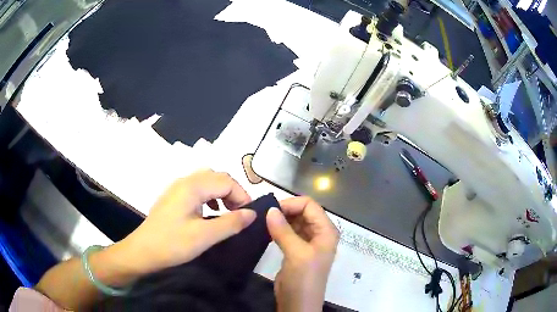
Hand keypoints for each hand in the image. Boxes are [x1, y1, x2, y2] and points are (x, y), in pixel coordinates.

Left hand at [119, 170, 255, 274]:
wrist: (143, 251)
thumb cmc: (172, 243)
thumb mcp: (205, 236)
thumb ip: (231, 223)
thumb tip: (252, 214)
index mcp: (193, 186)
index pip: (227, 181)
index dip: (242, 196)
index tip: (249, 216)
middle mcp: (185, 181)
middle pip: (217, 177)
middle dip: (233, 192)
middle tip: (240, 214)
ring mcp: (177, 188)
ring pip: (207, 181)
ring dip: (221, 193)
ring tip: (227, 212)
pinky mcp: (173, 197)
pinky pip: (197, 189)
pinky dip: (209, 197)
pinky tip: (209, 213)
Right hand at [266, 197, 339, 311]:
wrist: (298, 303)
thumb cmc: (303, 279)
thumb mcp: (296, 254)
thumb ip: (284, 230)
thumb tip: (270, 209)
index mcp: (326, 231)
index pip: (311, 206)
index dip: (292, 204)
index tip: (271, 210)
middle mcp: (319, 234)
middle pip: (303, 212)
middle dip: (285, 211)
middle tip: (264, 215)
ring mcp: (308, 242)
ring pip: (295, 222)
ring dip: (281, 220)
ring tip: (263, 222)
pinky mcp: (296, 250)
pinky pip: (288, 233)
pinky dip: (278, 229)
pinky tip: (267, 231)